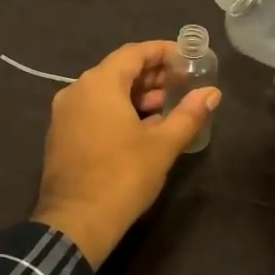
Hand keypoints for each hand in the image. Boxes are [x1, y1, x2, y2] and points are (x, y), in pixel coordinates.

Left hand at [32, 41, 220, 265]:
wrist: (76, 223)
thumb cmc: (122, 177)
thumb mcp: (162, 145)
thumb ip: (188, 114)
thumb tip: (212, 93)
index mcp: (99, 84)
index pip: (134, 53)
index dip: (162, 51)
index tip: (187, 57)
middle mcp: (76, 91)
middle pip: (118, 71)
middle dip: (152, 75)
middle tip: (183, 83)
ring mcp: (64, 114)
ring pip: (105, 92)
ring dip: (137, 95)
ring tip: (169, 107)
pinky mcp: (61, 136)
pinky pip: (93, 111)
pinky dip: (118, 111)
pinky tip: (143, 127)